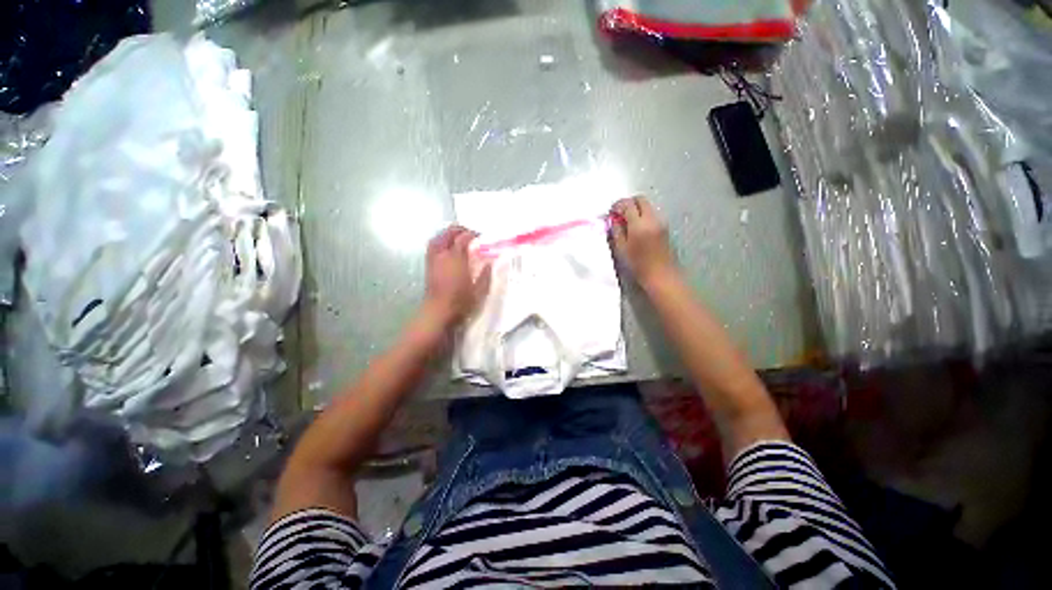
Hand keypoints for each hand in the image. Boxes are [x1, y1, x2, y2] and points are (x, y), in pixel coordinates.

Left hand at [422, 225, 490, 327]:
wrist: (438, 312)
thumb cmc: (461, 302)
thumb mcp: (479, 290)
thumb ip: (485, 275)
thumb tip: (490, 263)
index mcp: (457, 259)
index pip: (464, 238)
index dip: (473, 234)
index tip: (481, 236)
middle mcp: (443, 255)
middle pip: (448, 234)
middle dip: (459, 230)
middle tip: (469, 233)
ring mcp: (433, 259)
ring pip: (438, 238)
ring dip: (447, 234)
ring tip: (457, 237)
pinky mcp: (428, 266)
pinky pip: (432, 247)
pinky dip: (439, 241)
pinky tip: (446, 247)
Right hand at [609, 196, 676, 286]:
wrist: (661, 275)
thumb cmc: (638, 265)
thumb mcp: (621, 249)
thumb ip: (616, 231)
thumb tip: (614, 220)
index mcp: (639, 225)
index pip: (628, 205)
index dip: (617, 206)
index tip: (611, 213)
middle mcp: (652, 219)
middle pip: (640, 200)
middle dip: (628, 203)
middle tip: (619, 214)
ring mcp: (660, 222)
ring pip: (647, 206)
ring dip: (636, 209)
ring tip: (627, 222)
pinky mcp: (664, 227)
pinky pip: (652, 214)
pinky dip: (643, 215)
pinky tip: (636, 228)